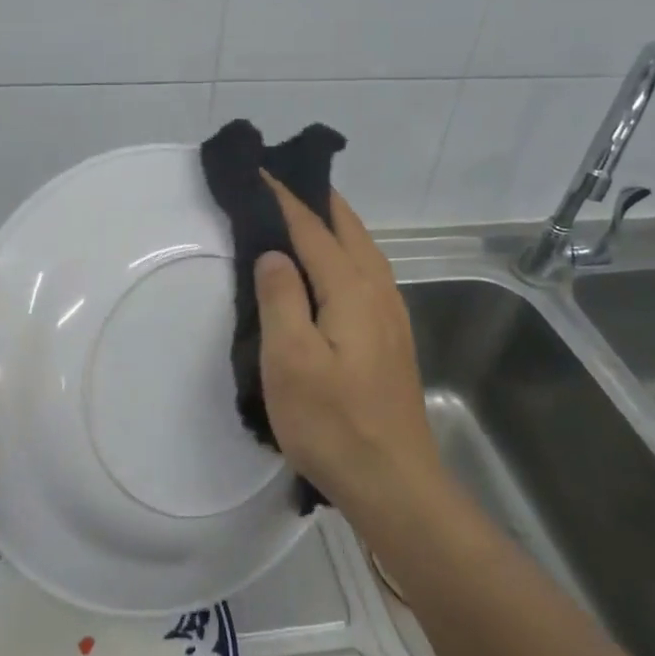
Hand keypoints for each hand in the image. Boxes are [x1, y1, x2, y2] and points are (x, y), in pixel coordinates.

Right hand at [254, 179, 439, 517]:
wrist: (394, 483)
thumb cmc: (333, 423)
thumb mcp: (290, 361)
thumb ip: (281, 298)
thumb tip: (274, 253)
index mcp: (351, 289)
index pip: (313, 228)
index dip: (285, 199)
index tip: (260, 172)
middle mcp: (378, 290)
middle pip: (348, 229)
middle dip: (316, 199)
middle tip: (282, 180)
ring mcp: (391, 314)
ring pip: (362, 249)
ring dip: (333, 223)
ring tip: (303, 211)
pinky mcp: (392, 336)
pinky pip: (366, 271)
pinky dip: (344, 249)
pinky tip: (331, 265)